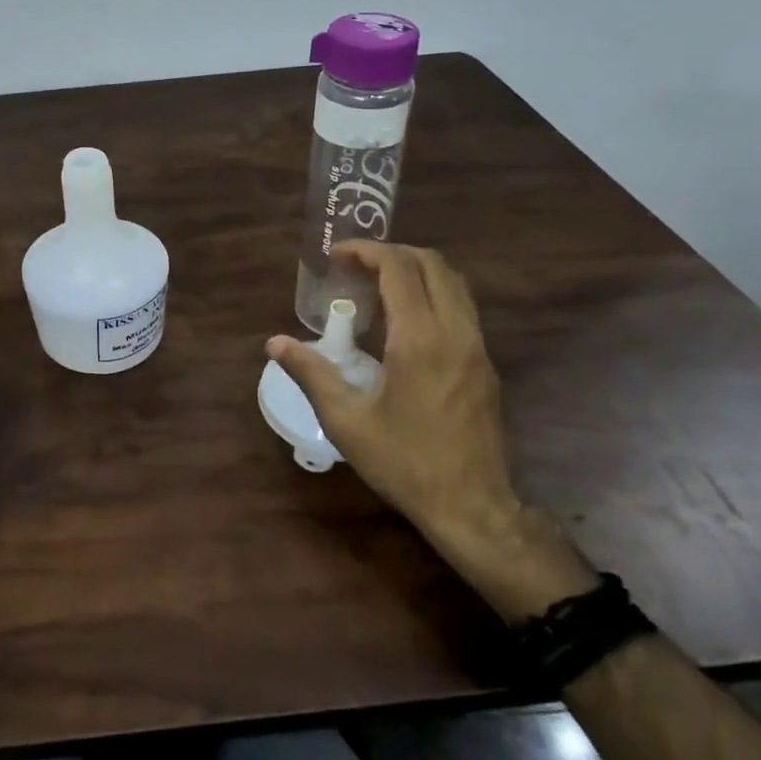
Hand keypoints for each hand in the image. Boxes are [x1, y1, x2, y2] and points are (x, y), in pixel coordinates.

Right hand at [270, 242, 516, 541]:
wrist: (473, 508)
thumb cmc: (405, 462)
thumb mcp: (346, 421)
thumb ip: (311, 373)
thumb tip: (275, 342)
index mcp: (420, 340)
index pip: (399, 269)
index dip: (367, 251)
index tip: (337, 256)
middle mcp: (455, 332)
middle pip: (433, 265)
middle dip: (392, 253)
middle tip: (355, 267)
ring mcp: (477, 347)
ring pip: (454, 283)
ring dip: (416, 271)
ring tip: (377, 286)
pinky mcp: (485, 364)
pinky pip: (461, 307)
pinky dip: (432, 293)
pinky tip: (403, 321)